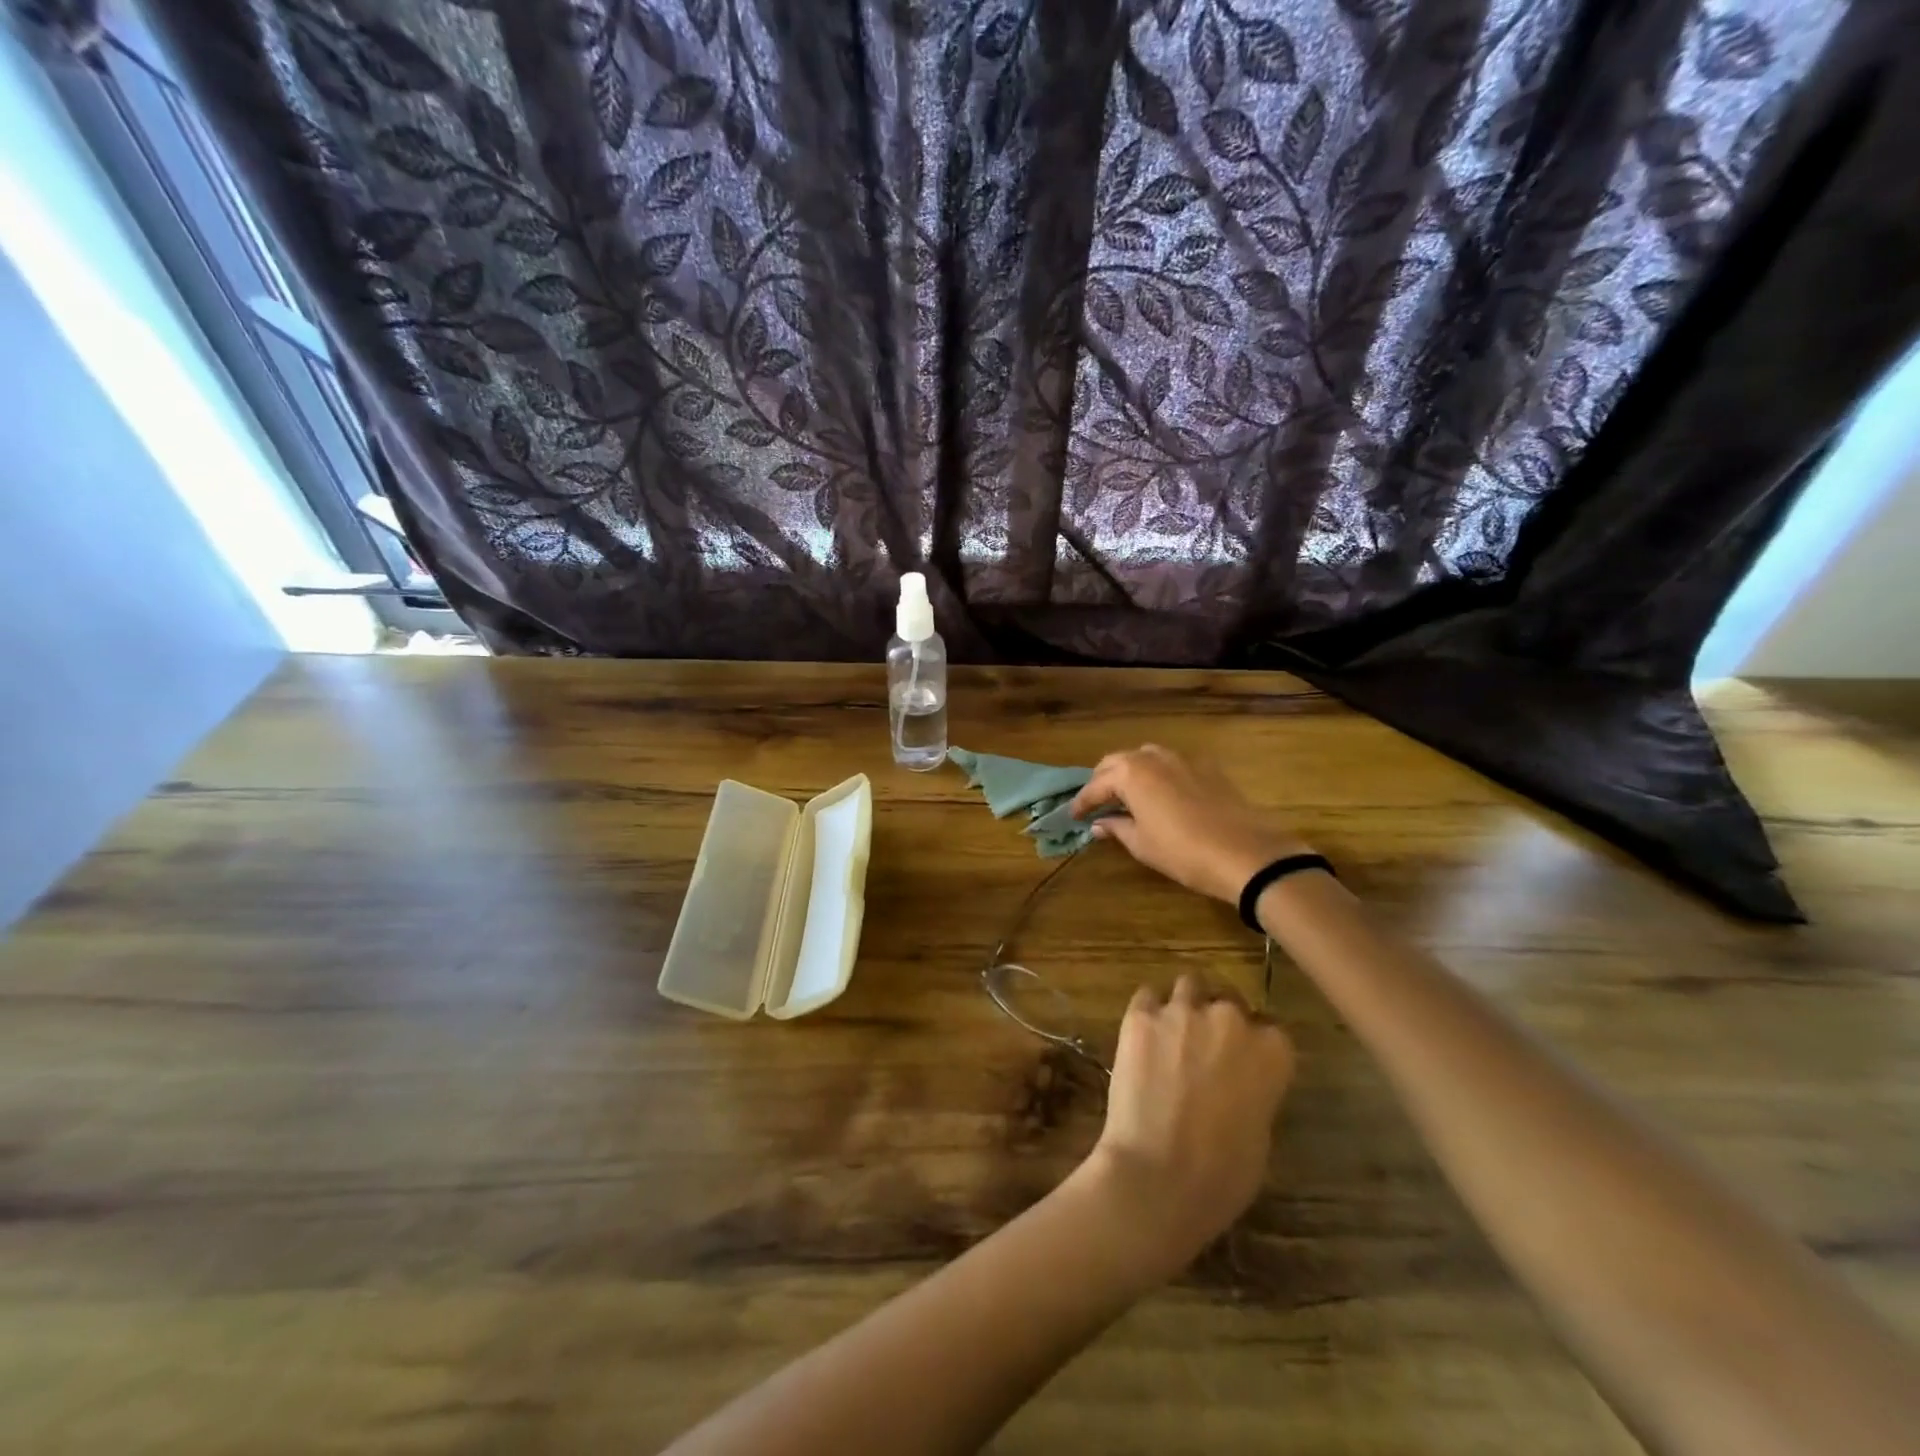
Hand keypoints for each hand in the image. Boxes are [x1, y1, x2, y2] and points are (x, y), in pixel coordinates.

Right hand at [1070, 744, 1311, 903]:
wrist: (1246, 853)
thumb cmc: (1183, 852)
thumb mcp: (1142, 844)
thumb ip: (1116, 827)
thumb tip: (1099, 823)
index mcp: (1131, 774)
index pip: (1095, 785)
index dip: (1082, 802)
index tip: (1073, 816)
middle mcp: (1153, 757)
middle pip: (1117, 762)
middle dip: (1102, 781)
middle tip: (1096, 803)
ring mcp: (1183, 758)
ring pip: (1145, 757)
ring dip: (1129, 772)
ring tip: (1125, 795)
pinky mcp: (1207, 767)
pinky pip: (1171, 763)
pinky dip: (1157, 774)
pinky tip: (1160, 794)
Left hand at [1078, 976, 1294, 1275]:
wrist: (1158, 1174)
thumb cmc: (1221, 1175)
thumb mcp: (1260, 1134)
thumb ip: (1256, 1091)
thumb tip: (1240, 1082)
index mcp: (1272, 1052)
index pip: (1270, 1030)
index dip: (1254, 1046)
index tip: (1242, 1063)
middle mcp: (1230, 1019)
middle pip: (1228, 1001)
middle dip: (1219, 1019)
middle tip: (1204, 1047)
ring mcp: (1182, 1012)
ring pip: (1189, 986)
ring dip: (1185, 1005)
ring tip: (1173, 1033)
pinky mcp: (1140, 1015)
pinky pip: (1147, 996)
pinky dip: (1148, 1011)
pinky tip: (1143, 1035)